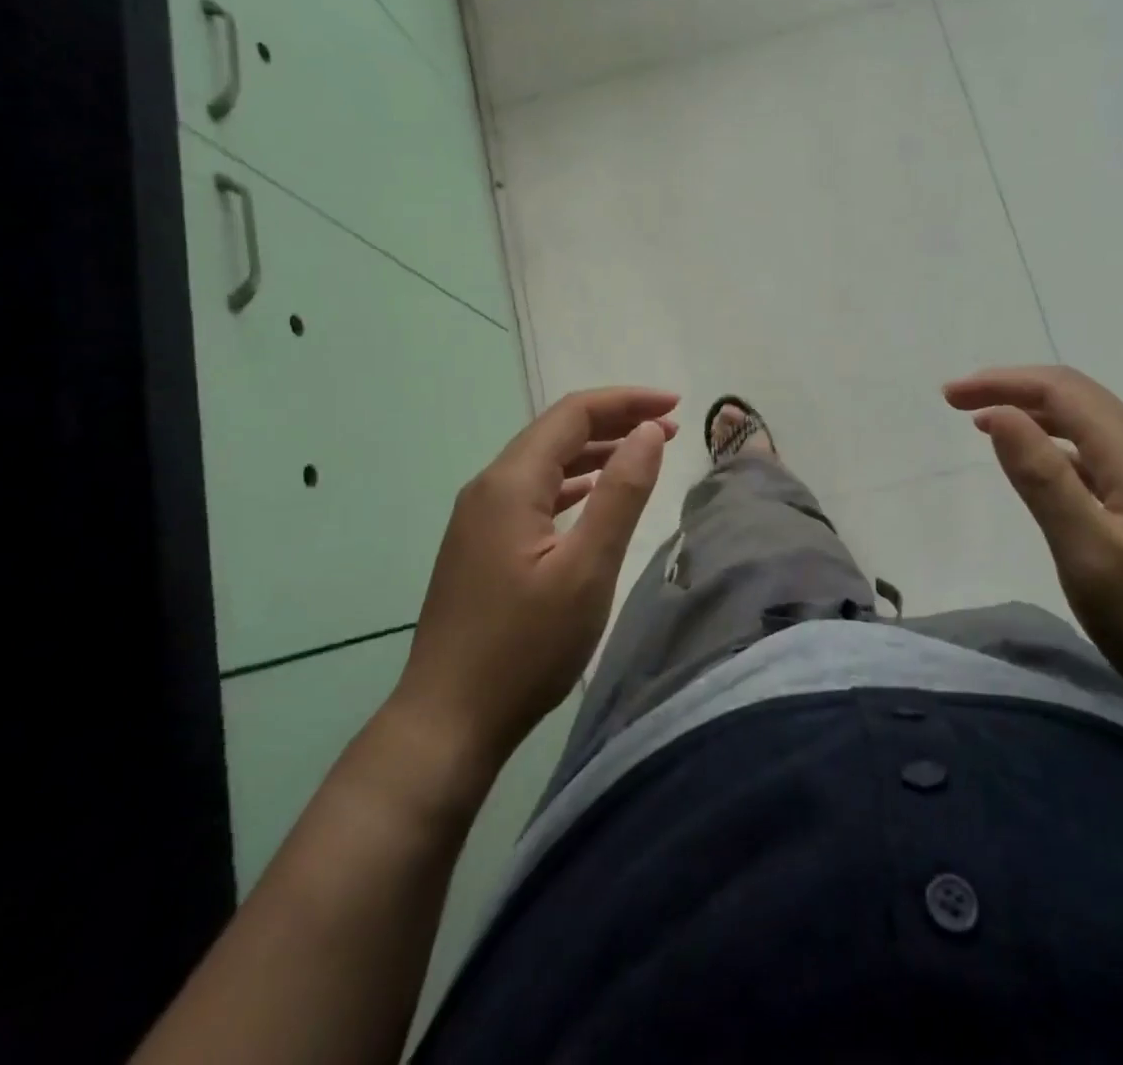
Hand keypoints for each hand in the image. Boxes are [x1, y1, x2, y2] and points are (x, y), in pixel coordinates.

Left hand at [397, 388, 679, 770]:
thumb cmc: (525, 647)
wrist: (446, 720)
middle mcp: (489, 487)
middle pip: (557, 431)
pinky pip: (533, 492)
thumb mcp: (587, 569)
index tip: (677, 406)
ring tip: (643, 452)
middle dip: (615, 421)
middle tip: (670, 428)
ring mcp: (479, 516)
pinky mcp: (480, 544)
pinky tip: (593, 493)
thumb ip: (621, 493)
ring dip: (595, 450)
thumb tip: (648, 432)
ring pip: (544, 462)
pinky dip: (572, 482)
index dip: (627, 401)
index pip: (573, 414)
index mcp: (511, 483)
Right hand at [945, 365, 1122, 717]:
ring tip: (984, 424)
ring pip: (1089, 423)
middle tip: (956, 403)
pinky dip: (1056, 444)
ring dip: (1033, 413)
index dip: (1002, 383)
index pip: (1061, 390)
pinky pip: (1099, 452)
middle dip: (1012, 389)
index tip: (950, 396)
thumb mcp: (1093, 556)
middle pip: (1076, 397)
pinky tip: (1039, 465)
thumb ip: (1044, 480)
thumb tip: (998, 415)